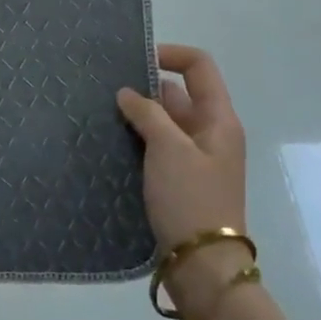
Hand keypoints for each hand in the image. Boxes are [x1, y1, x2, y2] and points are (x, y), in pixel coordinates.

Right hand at [118, 45, 250, 314]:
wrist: (202, 265)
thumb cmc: (190, 199)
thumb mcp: (168, 149)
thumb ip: (148, 113)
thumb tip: (127, 92)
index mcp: (219, 119)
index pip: (199, 67)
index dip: (169, 54)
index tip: (134, 60)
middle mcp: (210, 133)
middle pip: (180, 93)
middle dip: (146, 86)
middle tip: (106, 87)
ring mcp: (195, 158)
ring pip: (166, 122)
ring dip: (140, 114)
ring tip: (102, 112)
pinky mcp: (179, 180)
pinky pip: (158, 147)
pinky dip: (139, 139)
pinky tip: (112, 142)